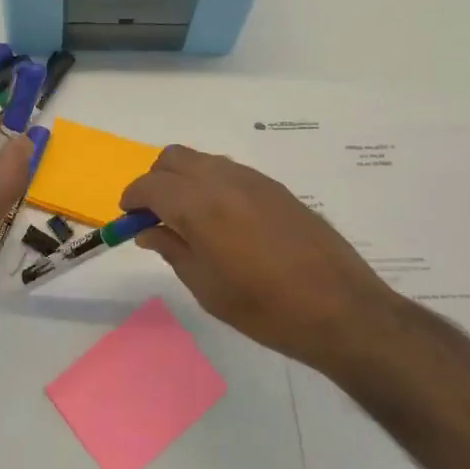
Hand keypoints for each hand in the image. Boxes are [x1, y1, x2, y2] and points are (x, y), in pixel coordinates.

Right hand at [121, 145, 391, 371]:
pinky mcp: (276, 187)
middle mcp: (224, 180)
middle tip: (156, 215)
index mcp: (200, 206)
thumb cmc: (265, 309)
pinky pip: (230, 171)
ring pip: (203, 160)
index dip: (132, 198)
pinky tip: (224, 220)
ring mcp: (254, 180)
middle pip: (174, 158)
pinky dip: (212, 183)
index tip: (128, 218)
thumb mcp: (206, 287)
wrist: (341, 309)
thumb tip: (148, 229)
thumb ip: (171, 249)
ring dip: (184, 179)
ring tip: (189, 220)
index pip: (151, 185)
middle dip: (156, 180)